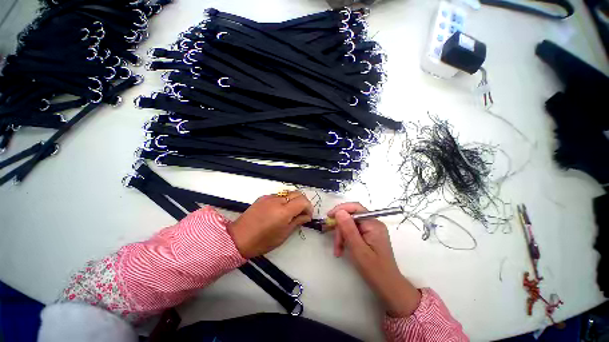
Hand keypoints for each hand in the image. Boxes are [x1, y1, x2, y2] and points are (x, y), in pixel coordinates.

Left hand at [228, 191, 312, 258]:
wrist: (239, 238)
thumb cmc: (262, 241)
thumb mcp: (283, 234)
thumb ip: (297, 222)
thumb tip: (306, 216)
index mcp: (284, 211)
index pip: (303, 201)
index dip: (309, 207)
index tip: (307, 216)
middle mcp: (278, 200)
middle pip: (297, 193)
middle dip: (303, 202)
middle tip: (301, 213)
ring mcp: (269, 197)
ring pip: (288, 193)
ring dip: (293, 200)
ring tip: (290, 212)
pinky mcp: (263, 197)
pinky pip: (278, 195)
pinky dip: (284, 200)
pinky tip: (279, 210)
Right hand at [329, 202, 420, 317]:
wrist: (388, 287)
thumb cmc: (374, 270)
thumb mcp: (358, 249)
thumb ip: (349, 229)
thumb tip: (339, 211)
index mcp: (373, 224)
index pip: (355, 208)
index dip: (341, 209)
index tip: (329, 217)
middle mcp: (372, 223)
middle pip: (351, 217)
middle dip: (340, 228)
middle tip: (335, 242)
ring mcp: (370, 230)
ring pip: (349, 225)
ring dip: (341, 236)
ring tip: (338, 250)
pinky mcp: (368, 236)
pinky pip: (353, 232)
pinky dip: (345, 239)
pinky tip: (341, 250)